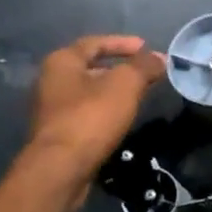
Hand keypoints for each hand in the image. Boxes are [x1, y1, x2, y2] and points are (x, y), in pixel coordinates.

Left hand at [26, 35, 165, 182]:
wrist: (60, 169)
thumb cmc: (91, 118)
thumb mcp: (125, 85)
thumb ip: (144, 67)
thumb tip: (160, 57)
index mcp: (62, 62)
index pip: (95, 43)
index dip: (122, 43)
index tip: (146, 47)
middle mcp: (51, 81)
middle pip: (90, 67)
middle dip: (119, 68)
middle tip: (144, 73)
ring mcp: (51, 110)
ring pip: (88, 93)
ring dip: (112, 92)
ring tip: (138, 96)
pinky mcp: (57, 135)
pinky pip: (85, 114)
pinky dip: (104, 111)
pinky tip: (121, 120)